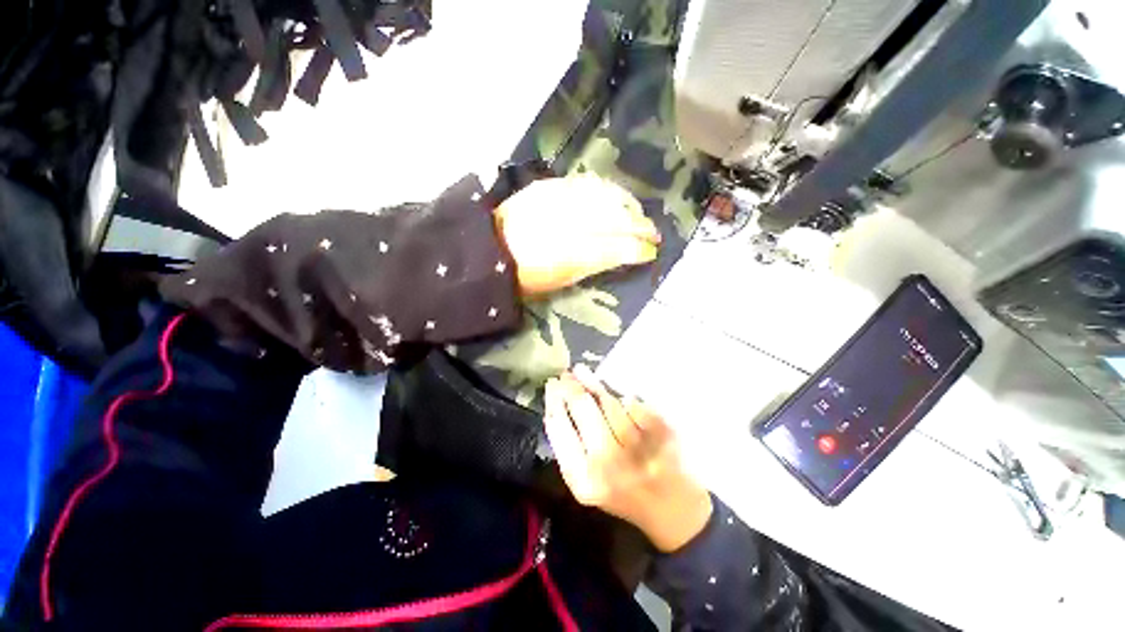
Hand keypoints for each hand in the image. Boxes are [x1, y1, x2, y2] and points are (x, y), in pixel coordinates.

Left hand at [495, 175, 660, 295]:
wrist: (489, 247)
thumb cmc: (525, 275)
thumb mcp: (560, 281)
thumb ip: (592, 267)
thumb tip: (619, 256)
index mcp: (570, 255)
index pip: (614, 248)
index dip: (636, 250)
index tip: (651, 252)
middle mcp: (568, 223)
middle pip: (615, 220)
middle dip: (640, 226)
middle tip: (654, 233)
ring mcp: (559, 201)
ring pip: (605, 197)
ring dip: (627, 205)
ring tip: (639, 213)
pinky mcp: (549, 186)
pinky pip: (586, 184)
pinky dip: (606, 191)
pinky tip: (615, 196)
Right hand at [544, 365, 712, 551]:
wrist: (674, 511)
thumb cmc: (622, 494)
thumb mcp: (586, 481)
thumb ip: (569, 446)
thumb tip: (556, 401)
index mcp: (583, 478)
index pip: (559, 426)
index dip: (553, 399)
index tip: (552, 384)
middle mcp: (608, 461)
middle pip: (582, 406)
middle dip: (571, 385)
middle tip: (567, 374)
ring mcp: (637, 446)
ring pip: (608, 401)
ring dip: (593, 384)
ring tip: (583, 373)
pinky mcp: (662, 433)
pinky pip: (634, 403)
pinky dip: (624, 397)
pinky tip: (618, 396)